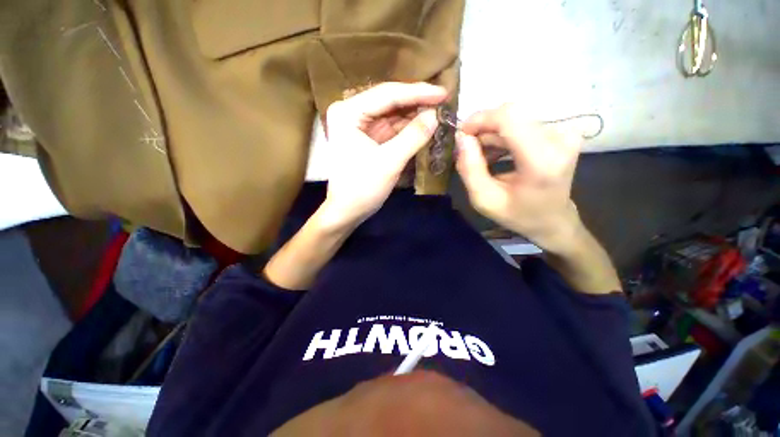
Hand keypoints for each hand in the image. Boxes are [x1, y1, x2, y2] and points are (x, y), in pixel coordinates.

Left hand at [320, 82, 446, 228]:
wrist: (347, 211)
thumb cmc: (362, 188)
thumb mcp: (389, 162)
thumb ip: (413, 136)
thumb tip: (435, 116)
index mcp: (348, 112)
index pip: (387, 94)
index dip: (418, 92)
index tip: (443, 93)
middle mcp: (351, 112)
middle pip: (389, 102)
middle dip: (417, 103)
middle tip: (444, 102)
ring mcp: (359, 125)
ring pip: (392, 114)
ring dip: (414, 115)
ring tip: (439, 112)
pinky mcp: (368, 138)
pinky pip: (391, 128)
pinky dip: (408, 128)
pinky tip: (424, 126)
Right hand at [455, 104, 582, 251]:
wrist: (553, 220)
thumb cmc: (518, 215)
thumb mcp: (484, 200)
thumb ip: (469, 169)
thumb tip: (461, 137)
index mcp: (541, 161)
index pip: (509, 117)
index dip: (480, 119)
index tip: (462, 136)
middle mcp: (559, 139)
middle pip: (510, 115)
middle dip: (483, 130)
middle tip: (469, 152)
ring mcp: (564, 133)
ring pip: (514, 118)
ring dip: (491, 135)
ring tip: (482, 158)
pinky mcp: (562, 132)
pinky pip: (523, 123)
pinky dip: (503, 136)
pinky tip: (496, 154)